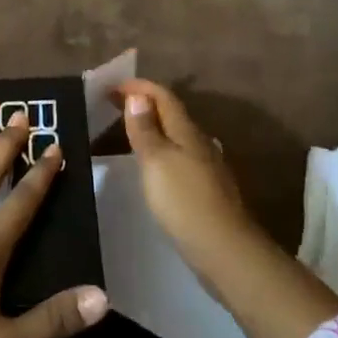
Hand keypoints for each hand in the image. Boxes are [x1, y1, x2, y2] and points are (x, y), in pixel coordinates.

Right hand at [117, 78, 262, 288]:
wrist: (225, 251)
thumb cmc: (185, 201)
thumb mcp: (156, 162)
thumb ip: (146, 130)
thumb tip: (138, 96)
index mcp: (187, 132)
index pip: (163, 97)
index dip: (139, 87)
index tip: (112, 86)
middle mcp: (199, 143)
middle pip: (171, 114)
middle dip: (144, 104)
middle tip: (114, 105)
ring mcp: (206, 168)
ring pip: (177, 136)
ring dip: (153, 128)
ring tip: (129, 132)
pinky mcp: (206, 190)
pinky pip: (180, 157)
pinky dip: (162, 151)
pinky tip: (153, 166)